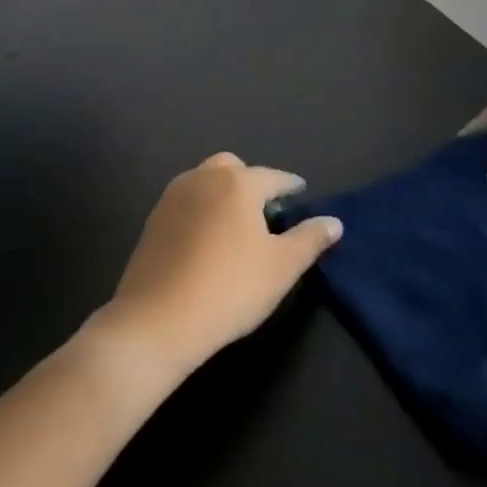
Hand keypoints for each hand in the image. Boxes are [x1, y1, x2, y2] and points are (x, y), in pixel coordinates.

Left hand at [96, 154, 343, 378]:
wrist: (159, 319)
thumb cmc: (231, 289)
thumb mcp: (282, 267)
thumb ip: (310, 239)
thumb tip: (334, 222)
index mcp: (237, 184)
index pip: (273, 176)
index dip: (291, 184)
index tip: (300, 192)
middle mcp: (202, 179)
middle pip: (232, 168)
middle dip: (251, 180)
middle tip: (266, 208)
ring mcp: (172, 198)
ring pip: (203, 181)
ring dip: (222, 192)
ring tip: (237, 222)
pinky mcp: (152, 221)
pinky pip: (185, 202)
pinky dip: (201, 209)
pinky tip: (207, 238)